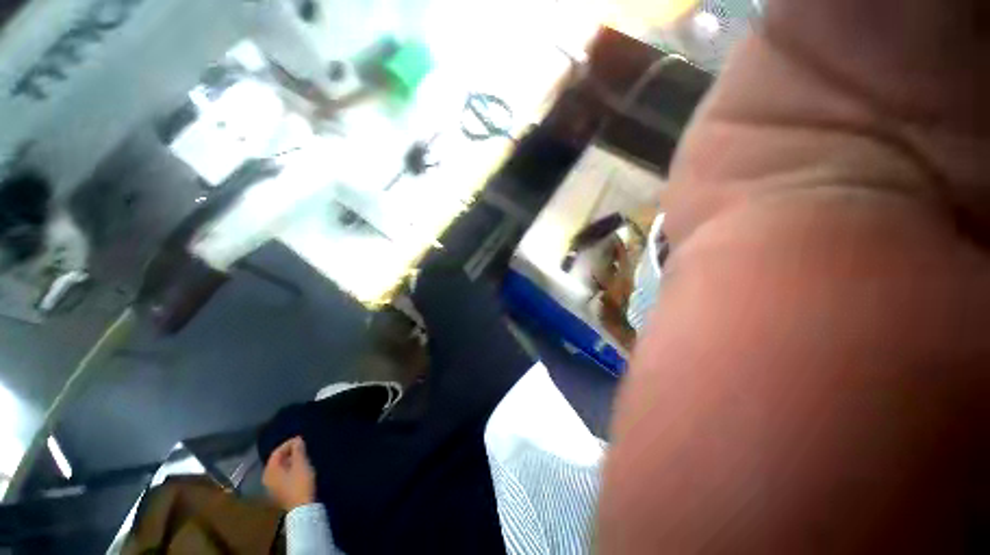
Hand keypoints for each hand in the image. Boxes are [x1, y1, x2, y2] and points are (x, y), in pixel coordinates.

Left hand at [263, 437, 315, 509]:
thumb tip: (297, 440)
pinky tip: (299, 468)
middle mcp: (267, 478)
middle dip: (289, 452)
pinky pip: (282, 475)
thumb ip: (298, 450)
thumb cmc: (300, 483)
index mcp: (270, 470)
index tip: (301, 439)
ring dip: (290, 460)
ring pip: (280, 468)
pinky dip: (289, 468)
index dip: (288, 444)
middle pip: (277, 460)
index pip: (277, 452)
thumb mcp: (301, 464)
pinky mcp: (279, 492)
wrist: (302, 507)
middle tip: (302, 446)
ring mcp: (272, 487)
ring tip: (303, 456)